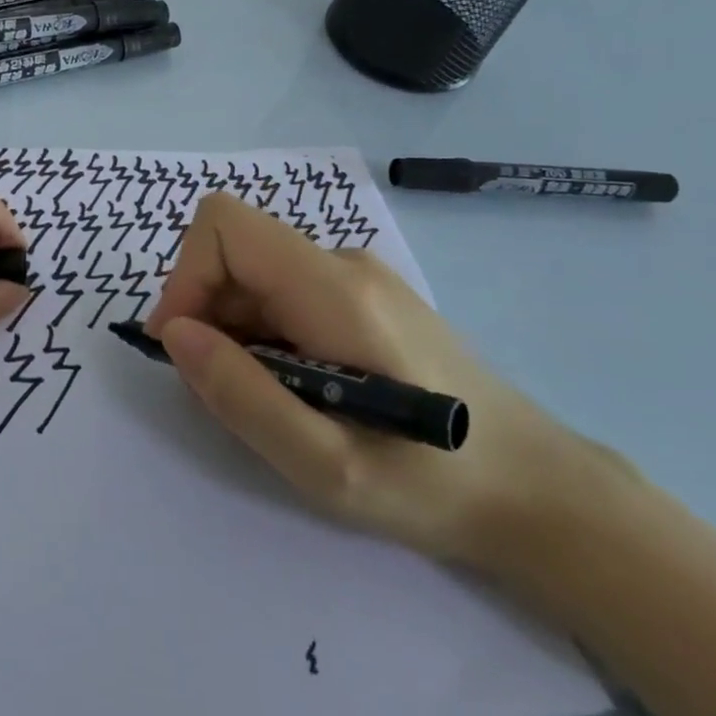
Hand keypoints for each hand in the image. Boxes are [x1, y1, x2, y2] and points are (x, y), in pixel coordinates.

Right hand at [144, 192, 614, 575]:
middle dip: (207, 315)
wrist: (541, 491)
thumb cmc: (435, 485)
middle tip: (231, 393)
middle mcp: (344, 263)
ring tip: (276, 403)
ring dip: (236, 331)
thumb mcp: (325, 464)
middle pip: (236, 252)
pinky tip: (303, 390)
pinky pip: (285, 293)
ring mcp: (359, 277)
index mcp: (335, 289)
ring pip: (256, 275)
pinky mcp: (366, 297)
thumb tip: (173, 334)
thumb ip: (241, 395)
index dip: (187, 276)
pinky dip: (265, 334)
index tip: (186, 346)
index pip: (225, 224)